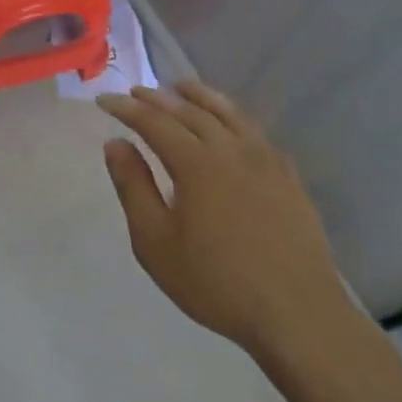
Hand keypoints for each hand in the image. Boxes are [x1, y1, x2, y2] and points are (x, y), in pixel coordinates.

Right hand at [98, 82, 351, 361]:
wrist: (297, 314)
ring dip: (199, 96)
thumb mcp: (155, 242)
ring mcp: (265, 160)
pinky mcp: (288, 177)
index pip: (154, 122)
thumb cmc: (216, 282)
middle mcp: (231, 150)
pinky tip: (229, 124)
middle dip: (159, 98)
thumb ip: (133, 187)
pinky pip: (255, 131)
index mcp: (196, 163)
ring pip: (227, 114)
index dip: (126, 108)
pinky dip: (233, 116)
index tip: (103, 99)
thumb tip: (116, 143)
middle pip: (190, 111)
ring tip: (181, 87)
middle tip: (137, 91)